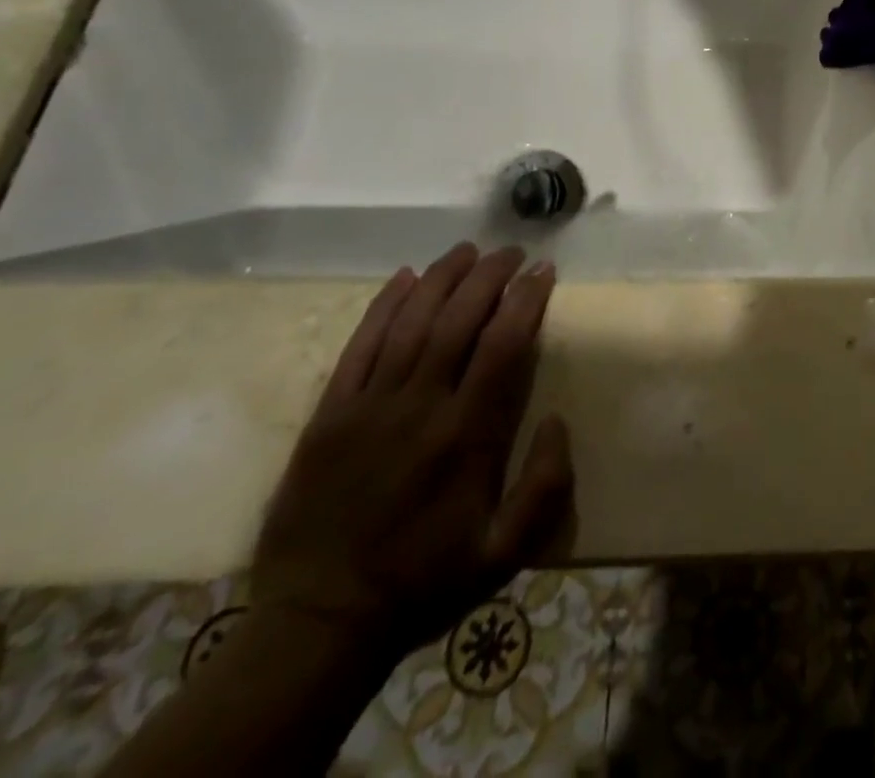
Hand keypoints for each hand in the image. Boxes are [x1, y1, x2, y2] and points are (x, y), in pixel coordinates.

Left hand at [251, 243, 573, 664]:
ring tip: (468, 250)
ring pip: (410, 323)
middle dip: (490, 276)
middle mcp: (418, 407)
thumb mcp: (503, 554)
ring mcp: (367, 407)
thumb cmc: (424, 582)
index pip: (502, 345)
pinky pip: (358, 347)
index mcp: (465, 436)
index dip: (526, 299)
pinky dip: (383, 306)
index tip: (544, 271)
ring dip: (442, 278)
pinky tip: (404, 278)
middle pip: (458, 320)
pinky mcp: (328, 415)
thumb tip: (558, 419)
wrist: (316, 624)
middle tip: (513, 251)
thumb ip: (545, 486)